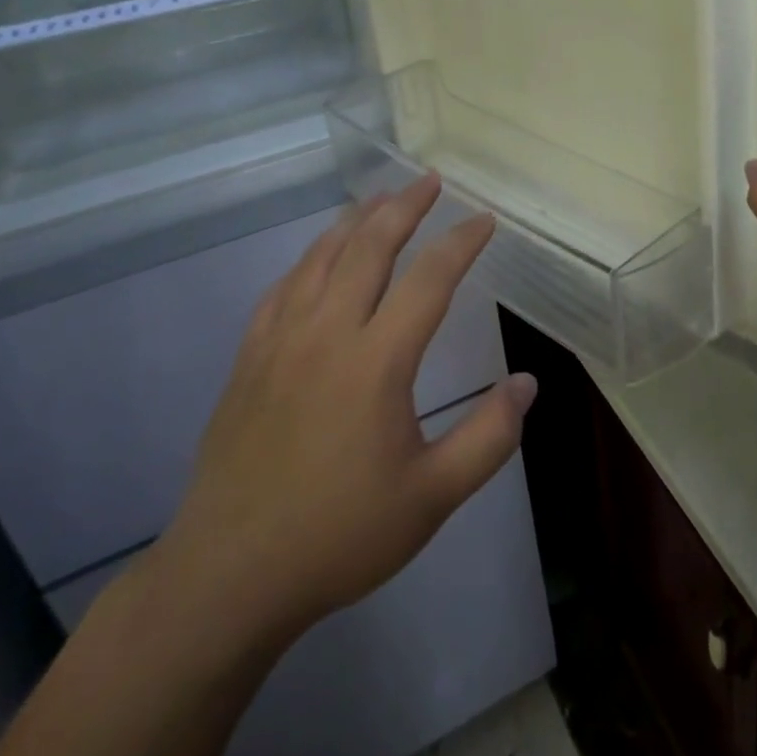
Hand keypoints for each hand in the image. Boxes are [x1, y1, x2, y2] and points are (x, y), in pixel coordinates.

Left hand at [144, 175, 537, 666]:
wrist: (230, 575)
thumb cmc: (339, 535)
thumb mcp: (431, 497)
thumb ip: (488, 437)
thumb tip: (527, 383)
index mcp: (376, 361)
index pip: (429, 279)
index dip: (461, 242)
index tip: (484, 219)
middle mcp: (327, 333)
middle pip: (370, 246)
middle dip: (404, 206)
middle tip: (429, 180)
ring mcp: (281, 340)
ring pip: (322, 257)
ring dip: (356, 221)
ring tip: (380, 199)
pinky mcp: (250, 357)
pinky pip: (284, 287)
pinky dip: (310, 259)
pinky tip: (319, 257)